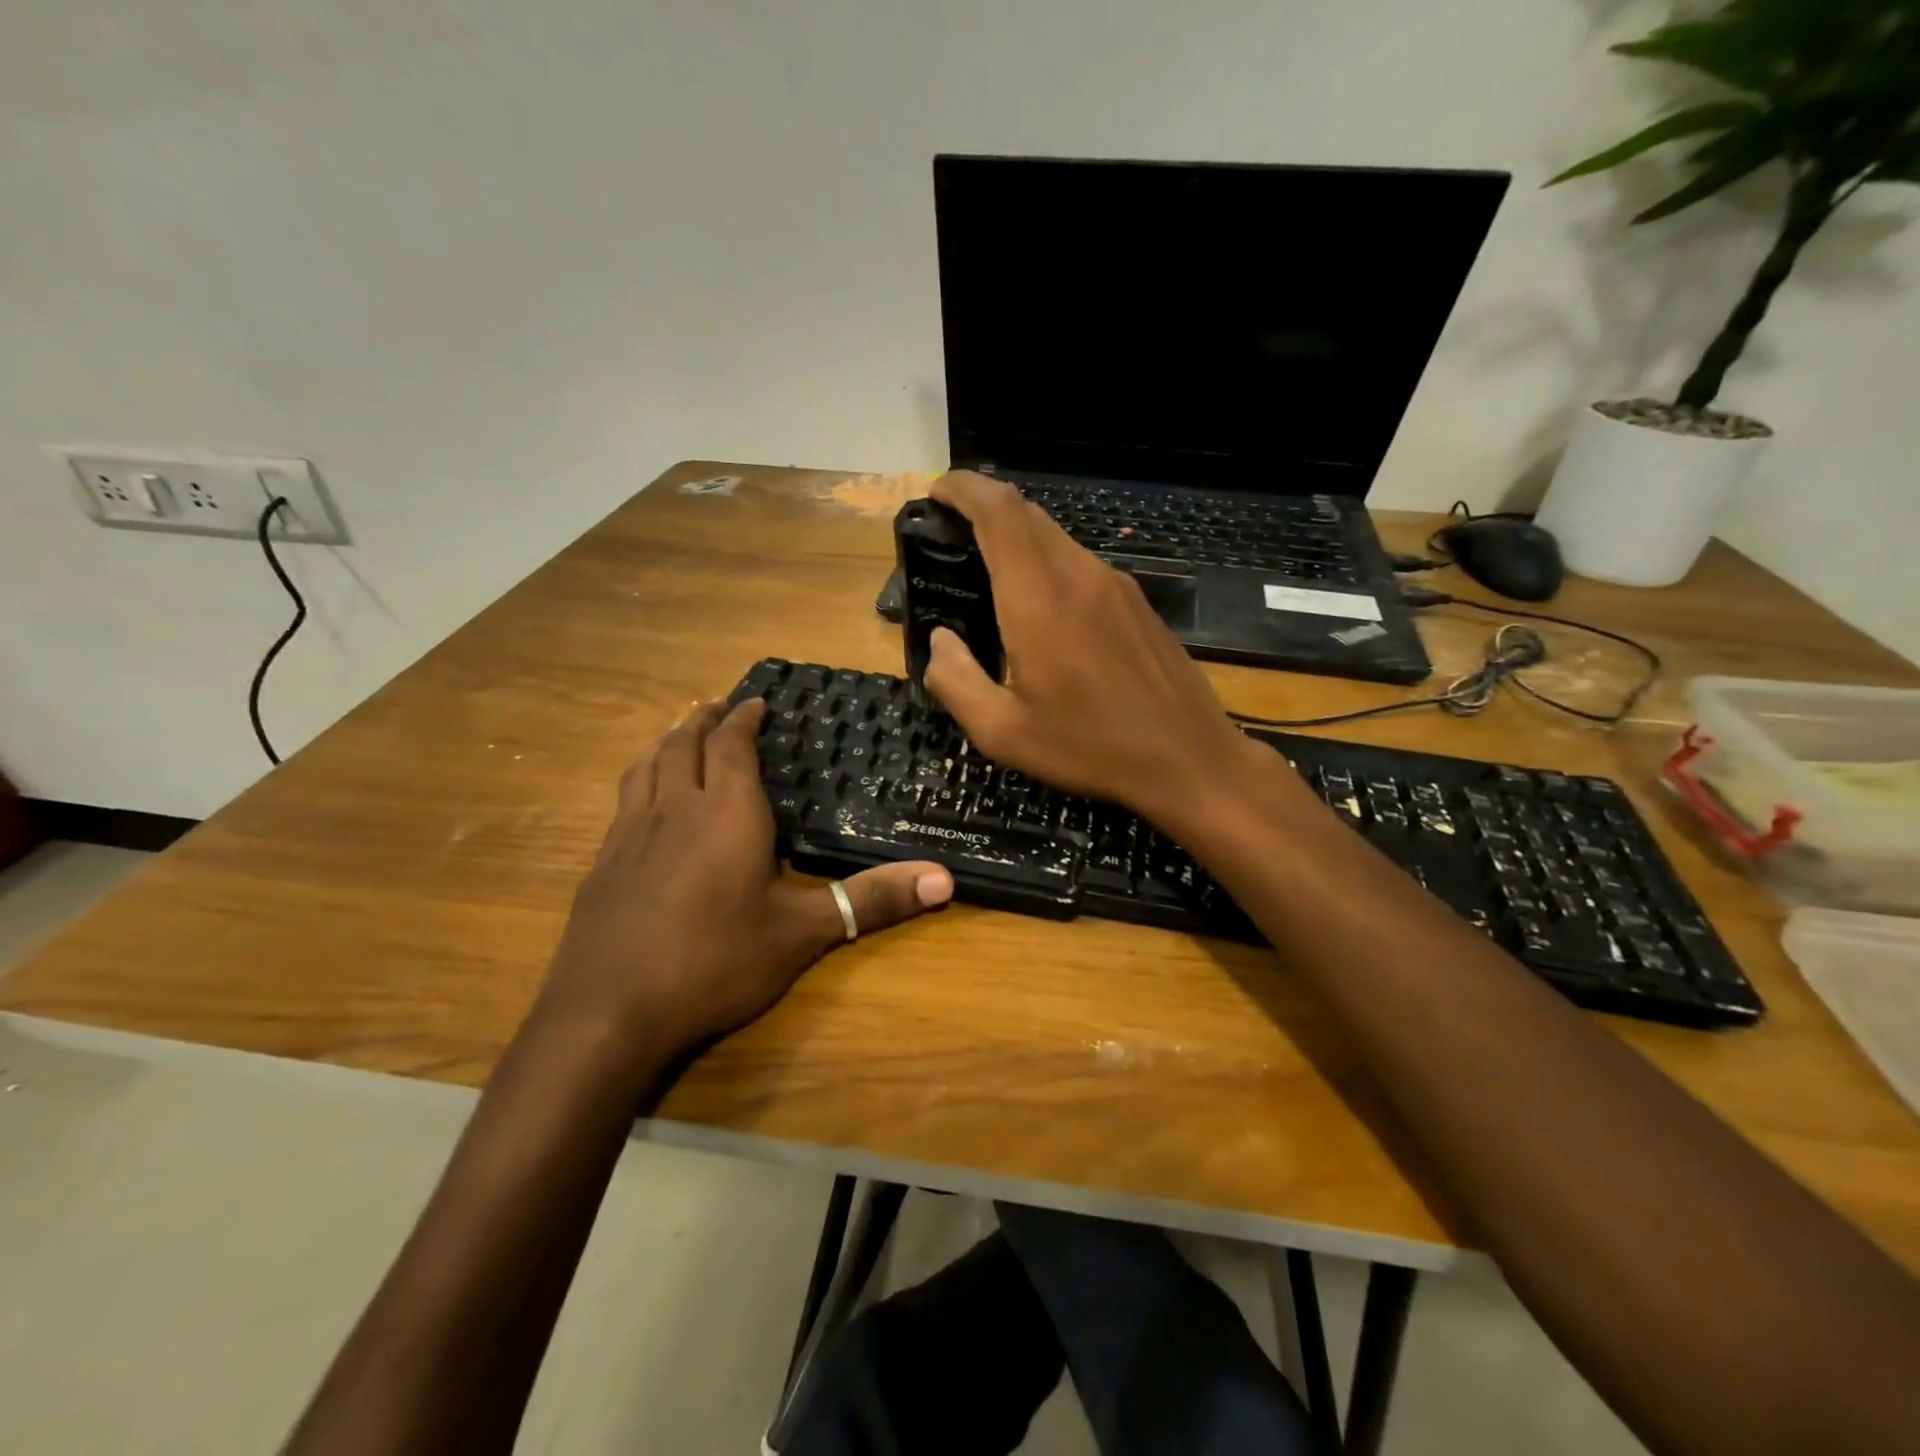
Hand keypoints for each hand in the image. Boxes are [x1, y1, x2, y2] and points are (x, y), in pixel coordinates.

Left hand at [538, 698, 953, 1061]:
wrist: (608, 1013)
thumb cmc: (714, 962)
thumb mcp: (802, 934)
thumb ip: (871, 901)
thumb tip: (945, 879)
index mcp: (726, 813)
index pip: (732, 746)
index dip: (744, 718)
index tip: (756, 701)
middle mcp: (674, 810)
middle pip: (682, 744)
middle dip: (702, 719)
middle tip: (717, 705)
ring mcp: (630, 835)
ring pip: (645, 767)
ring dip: (665, 741)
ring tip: (678, 733)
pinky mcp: (602, 864)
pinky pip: (623, 801)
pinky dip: (639, 780)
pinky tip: (642, 802)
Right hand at [922, 471, 1272, 834]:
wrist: (1188, 759)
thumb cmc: (1090, 747)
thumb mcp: (1003, 732)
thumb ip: (956, 681)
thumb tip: (940, 641)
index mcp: (1040, 599)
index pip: (1000, 510)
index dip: (964, 488)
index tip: (936, 495)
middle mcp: (1079, 575)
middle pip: (1026, 513)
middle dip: (983, 509)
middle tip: (951, 539)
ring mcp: (1115, 585)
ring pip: (1055, 537)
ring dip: (1016, 540)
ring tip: (989, 577)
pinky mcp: (1136, 602)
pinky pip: (1080, 564)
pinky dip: (1046, 565)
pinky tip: (1040, 610)